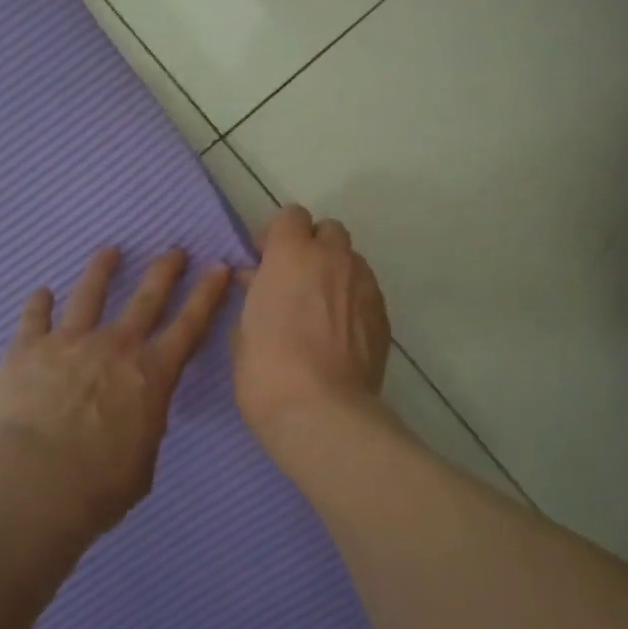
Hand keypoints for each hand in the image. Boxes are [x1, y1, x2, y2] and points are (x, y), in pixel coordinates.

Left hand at [0, 246, 232, 534]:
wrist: (31, 485)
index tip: (218, 267)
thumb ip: (143, 430)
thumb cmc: (97, 487)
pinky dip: (38, 303)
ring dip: (102, 269)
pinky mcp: (27, 349)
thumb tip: (136, 420)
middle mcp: (115, 346)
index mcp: (152, 374)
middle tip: (174, 249)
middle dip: (165, 270)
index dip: (208, 294)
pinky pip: (34, 317)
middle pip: (146, 297)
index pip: (190, 324)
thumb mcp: (142, 463)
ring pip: (89, 293)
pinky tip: (41, 292)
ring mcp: (70, 342)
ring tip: (109, 251)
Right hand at [232, 204, 390, 446]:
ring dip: (334, 272)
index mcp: (292, 254)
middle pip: (328, 231)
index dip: (277, 235)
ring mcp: (364, 284)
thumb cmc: (267, 369)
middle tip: (295, 279)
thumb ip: (254, 293)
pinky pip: (365, 291)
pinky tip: (340, 331)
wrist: (323, 412)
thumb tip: (258, 279)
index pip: (291, 216)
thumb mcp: (244, 327)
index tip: (265, 261)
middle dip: (312, 247)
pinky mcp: (383, 314)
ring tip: (320, 307)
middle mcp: (333, 258)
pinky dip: (352, 300)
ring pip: (351, 260)